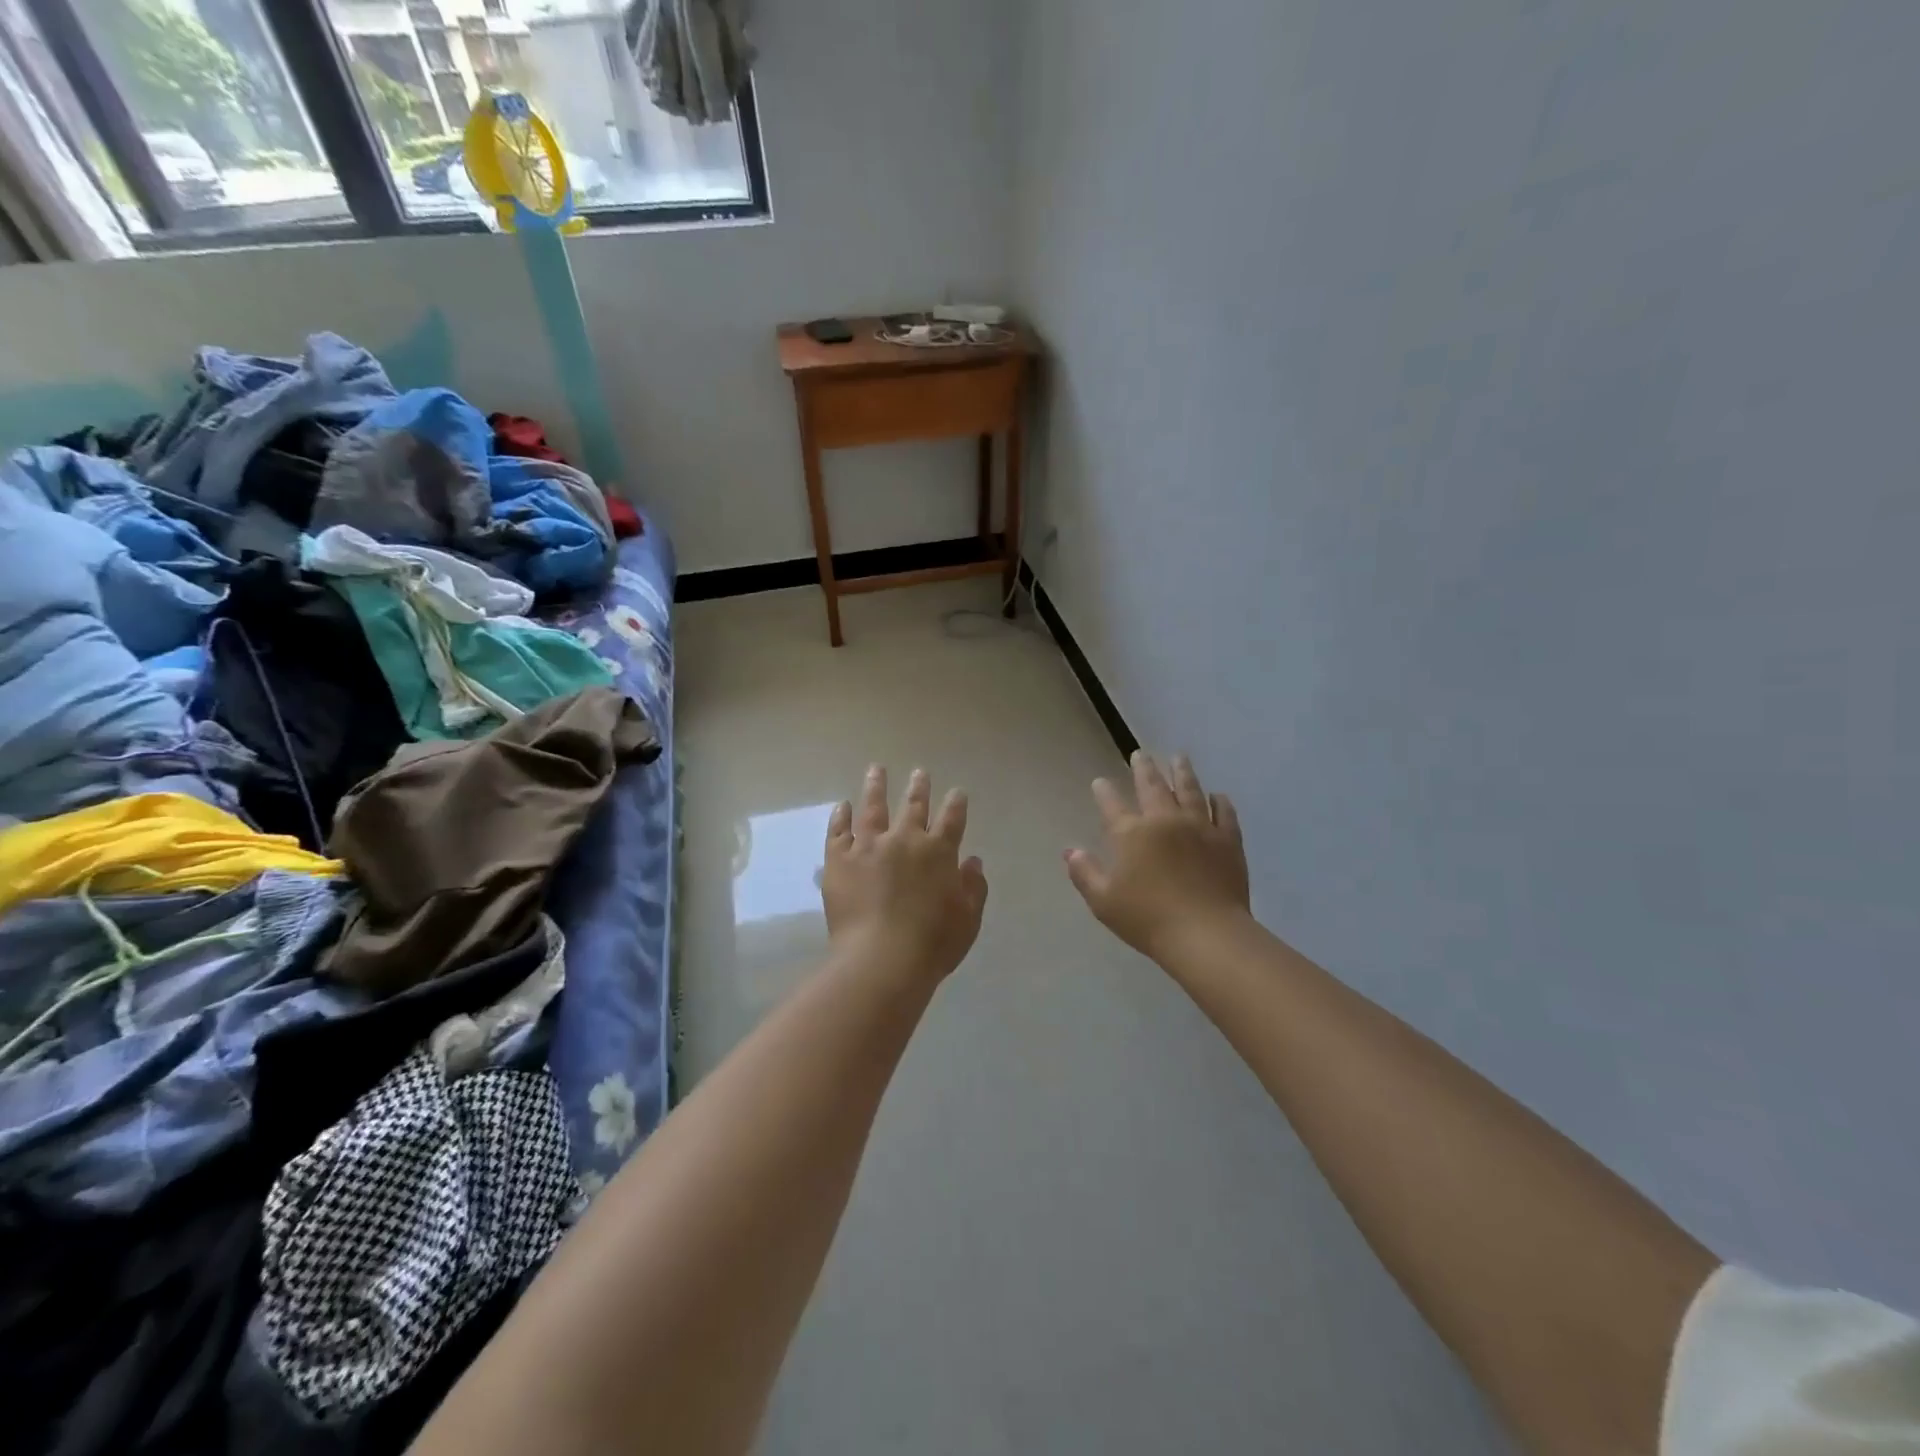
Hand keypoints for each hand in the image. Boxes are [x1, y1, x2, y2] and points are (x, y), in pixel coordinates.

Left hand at [822, 766, 988, 984]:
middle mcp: (905, 840)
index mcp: (939, 852)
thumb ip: (973, 887)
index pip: (952, 819)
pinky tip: (841, 805)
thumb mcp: (968, 919)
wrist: (881, 960)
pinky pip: (838, 831)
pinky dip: (840, 816)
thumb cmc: (932, 944)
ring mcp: (869, 846)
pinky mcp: (839, 860)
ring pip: (873, 808)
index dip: (956, 804)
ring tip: (876, 769)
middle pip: (913, 806)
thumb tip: (972, 861)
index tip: (957, 792)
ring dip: (876, 787)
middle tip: (919, 772)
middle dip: (918, 787)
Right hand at [1066, 751, 1251, 961]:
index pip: (1112, 805)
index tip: (1100, 781)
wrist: (1206, 934)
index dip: (1104, 791)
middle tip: (1140, 754)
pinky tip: (1218, 795)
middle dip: (1144, 768)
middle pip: (1152, 786)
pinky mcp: (1227, 840)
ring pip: (1189, 790)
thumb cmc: (1147, 919)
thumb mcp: (1103, 901)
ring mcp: (1199, 827)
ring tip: (1179, 757)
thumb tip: (1069, 851)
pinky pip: (1224, 813)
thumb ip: (1084, 873)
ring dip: (1182, 772)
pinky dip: (1219, 801)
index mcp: (1131, 834)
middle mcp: (1164, 820)